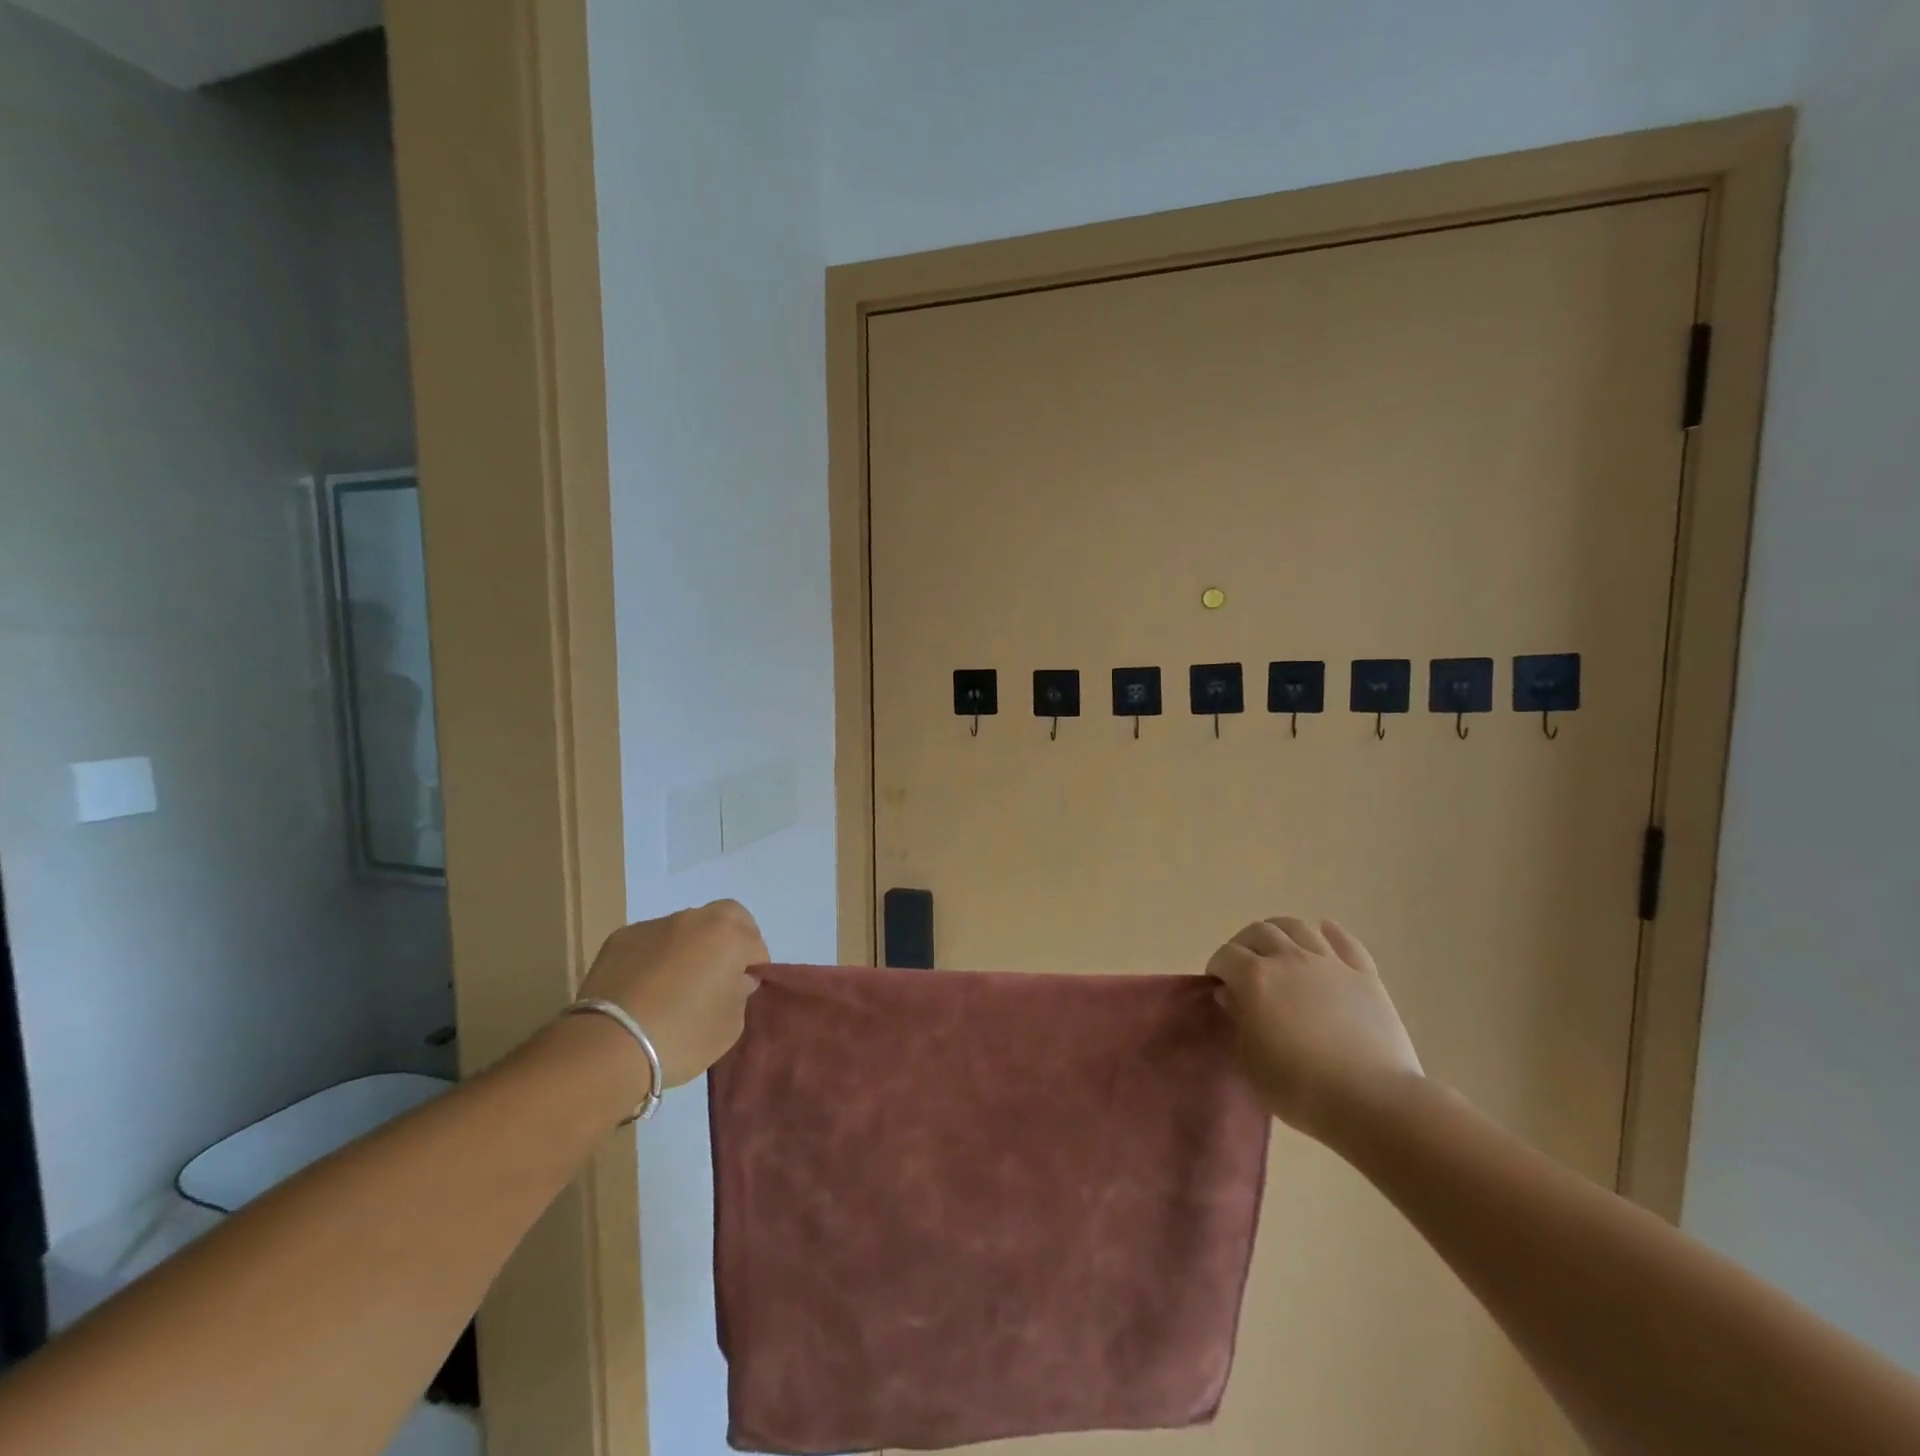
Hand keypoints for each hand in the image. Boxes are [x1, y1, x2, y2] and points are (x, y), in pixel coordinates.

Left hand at [576, 900, 767, 1087]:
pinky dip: (656, 958)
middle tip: (719, 976)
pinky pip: (651, 943)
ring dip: (690, 948)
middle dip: (729, 940)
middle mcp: (694, 918)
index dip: (754, 968)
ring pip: (685, 929)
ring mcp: (654, 925)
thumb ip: (740, 993)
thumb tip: (735, 979)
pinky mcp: (621, 938)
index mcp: (728, 934)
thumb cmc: (682, 1035)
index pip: (756, 944)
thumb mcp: (731, 1025)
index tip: (742, 992)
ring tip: (676, 987)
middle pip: (724, 919)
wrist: (608, 1047)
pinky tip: (646, 989)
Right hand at [1207, 917, 1423, 1142]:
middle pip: (1260, 931)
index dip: (1218, 967)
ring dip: (1281, 931)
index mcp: (1255, 977)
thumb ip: (1238, 1020)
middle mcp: (1290, 959)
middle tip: (1244, 966)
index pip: (1226, 955)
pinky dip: (1332, 932)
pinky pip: (1346, 942)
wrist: (1370, 1100)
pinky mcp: (1364, 976)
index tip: (1218, 984)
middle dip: (1245, 944)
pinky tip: (1325, 931)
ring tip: (1278, 946)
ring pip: (1299, 927)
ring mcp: (1330, 964)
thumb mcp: (1250, 1060)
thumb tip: (1232, 995)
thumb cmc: (1298, 1086)